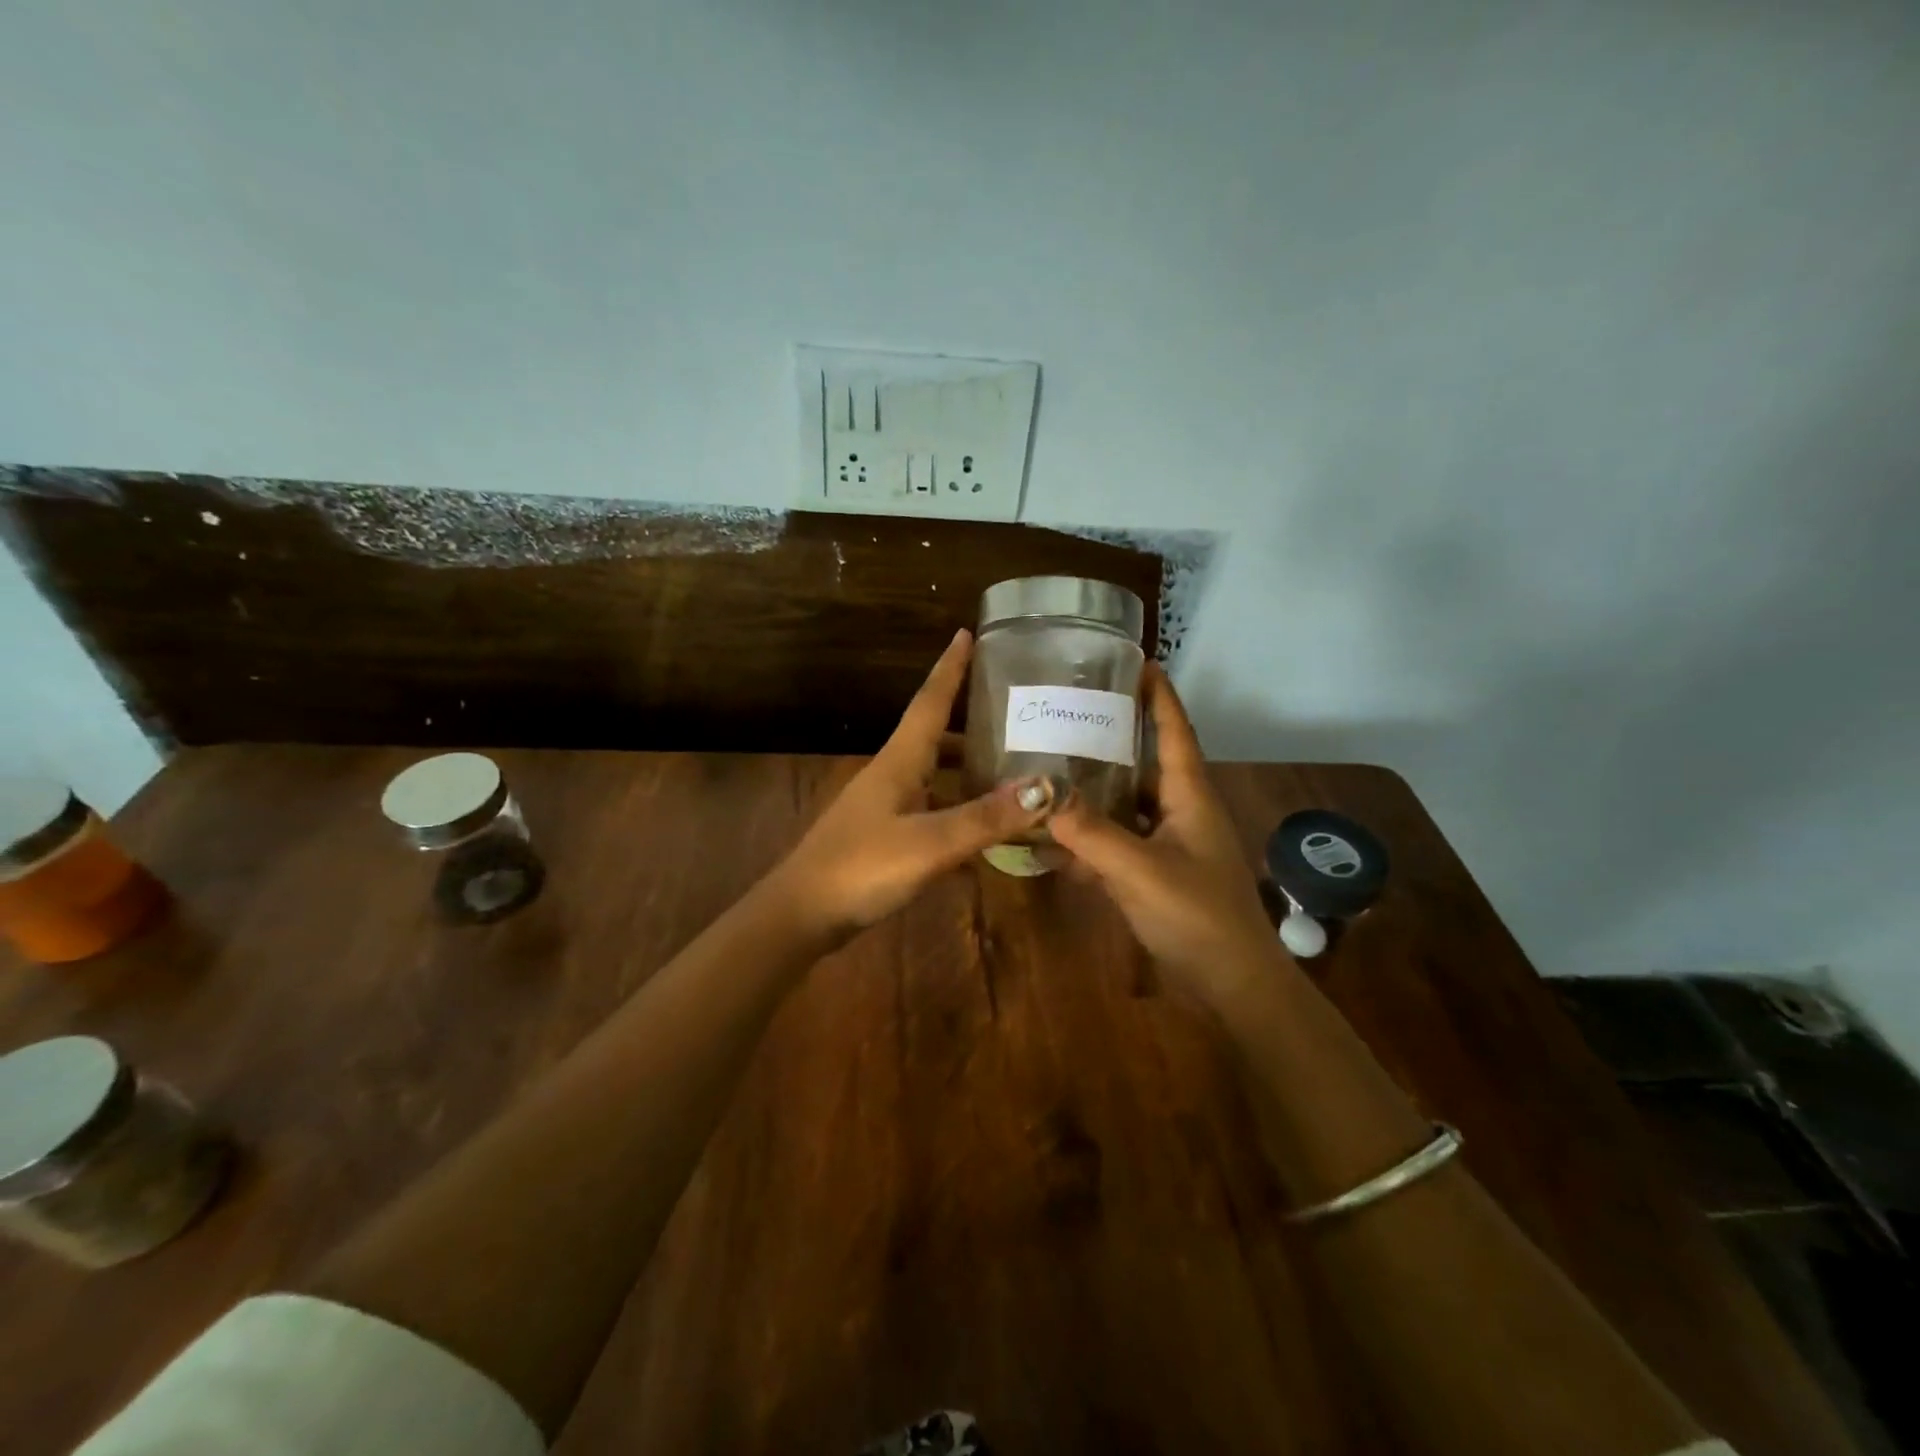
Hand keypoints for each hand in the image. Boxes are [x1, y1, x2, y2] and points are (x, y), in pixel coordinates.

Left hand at [770, 630, 1047, 942]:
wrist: (802, 915)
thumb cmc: (862, 868)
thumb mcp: (931, 843)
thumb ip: (987, 817)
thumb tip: (1046, 787)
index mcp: (899, 761)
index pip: (930, 701)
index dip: (950, 668)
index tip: (967, 633)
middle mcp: (892, 775)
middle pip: (934, 734)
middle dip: (969, 718)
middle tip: (1013, 709)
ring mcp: (885, 807)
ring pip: (933, 774)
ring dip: (966, 766)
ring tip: (1009, 766)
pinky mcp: (884, 836)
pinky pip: (931, 810)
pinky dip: (958, 810)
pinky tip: (983, 829)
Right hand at [1049, 663, 1278, 1005]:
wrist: (1233, 985)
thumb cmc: (1197, 916)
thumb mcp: (1140, 870)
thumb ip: (1090, 833)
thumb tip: (1041, 793)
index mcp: (1190, 796)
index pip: (1175, 730)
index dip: (1159, 694)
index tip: (1136, 662)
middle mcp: (1183, 811)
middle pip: (1147, 762)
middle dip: (1115, 736)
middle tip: (1071, 713)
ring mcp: (1172, 845)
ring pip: (1129, 804)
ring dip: (1097, 789)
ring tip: (1053, 766)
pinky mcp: (1158, 875)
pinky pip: (1120, 843)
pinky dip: (1092, 838)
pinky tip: (1056, 839)